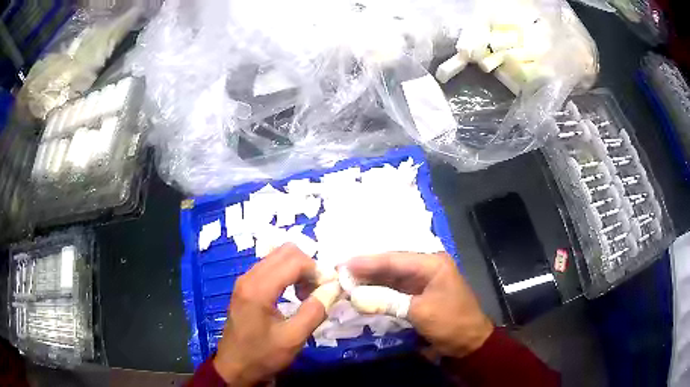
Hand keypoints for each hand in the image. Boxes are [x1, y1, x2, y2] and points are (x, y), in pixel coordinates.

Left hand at [213, 243, 327, 385]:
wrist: (234, 366)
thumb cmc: (262, 355)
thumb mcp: (293, 339)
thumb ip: (315, 311)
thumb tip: (333, 288)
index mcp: (258, 288)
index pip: (294, 260)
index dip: (316, 270)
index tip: (329, 289)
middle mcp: (249, 276)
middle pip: (285, 251)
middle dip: (308, 266)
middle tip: (318, 290)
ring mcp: (245, 279)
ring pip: (278, 257)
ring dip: (298, 270)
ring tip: (307, 295)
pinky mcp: (245, 286)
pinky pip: (270, 267)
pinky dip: (287, 274)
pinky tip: (293, 295)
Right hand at [346, 252, 492, 357]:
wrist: (469, 343)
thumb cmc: (451, 323)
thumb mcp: (420, 312)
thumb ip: (387, 301)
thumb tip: (355, 296)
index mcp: (432, 263)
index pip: (394, 259)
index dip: (367, 261)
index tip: (343, 263)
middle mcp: (427, 267)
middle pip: (391, 265)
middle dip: (366, 269)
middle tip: (340, 271)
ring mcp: (422, 281)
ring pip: (391, 277)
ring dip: (370, 280)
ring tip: (346, 280)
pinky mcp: (418, 295)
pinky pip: (395, 290)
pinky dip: (379, 292)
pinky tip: (363, 292)